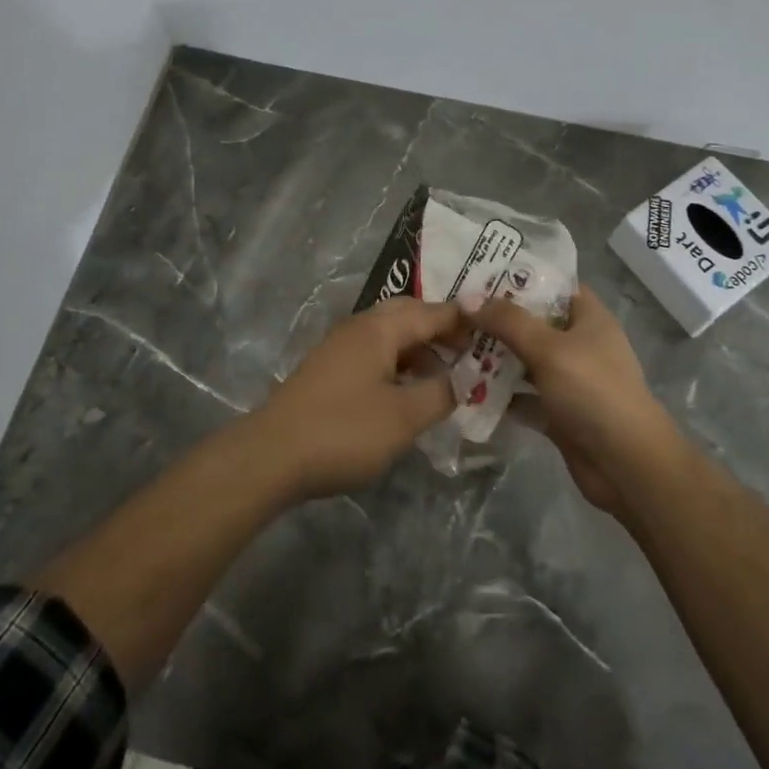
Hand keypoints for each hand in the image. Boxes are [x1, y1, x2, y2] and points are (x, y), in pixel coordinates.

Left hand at [240, 298, 463, 501]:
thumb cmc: (344, 430)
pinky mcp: (329, 371)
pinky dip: (400, 364)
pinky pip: (376, 354)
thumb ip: (442, 393)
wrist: (271, 456)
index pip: (434, 312)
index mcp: (380, 327)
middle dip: (443, 330)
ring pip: (391, 336)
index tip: (498, 330)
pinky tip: (411, 391)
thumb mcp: (404, 416)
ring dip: (421, 349)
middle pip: (410, 315)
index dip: (467, 321)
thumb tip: (464, 378)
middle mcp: (360, 327)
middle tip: (473, 351)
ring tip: (449, 375)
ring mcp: (340, 348)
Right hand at [469, 286, 678, 513]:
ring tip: (452, 346)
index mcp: (589, 318)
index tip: (481, 274)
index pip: (555, 285)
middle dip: (498, 319)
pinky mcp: (558, 413)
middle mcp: (580, 345)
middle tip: (456, 312)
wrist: (626, 464)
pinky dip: (501, 395)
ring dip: (495, 357)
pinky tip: (466, 389)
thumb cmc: (593, 391)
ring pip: (526, 361)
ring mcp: (569, 381)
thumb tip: (469, 298)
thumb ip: (509, 322)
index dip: (521, 277)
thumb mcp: (549, 348)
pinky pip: (524, 397)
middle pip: (535, 323)